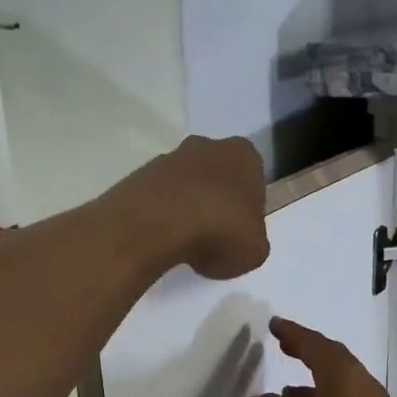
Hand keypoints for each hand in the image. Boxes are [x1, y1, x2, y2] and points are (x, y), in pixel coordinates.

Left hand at [114, 136, 268, 280]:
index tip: (241, 232)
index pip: (254, 180)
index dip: (249, 208)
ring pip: (188, 184)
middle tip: (215, 237)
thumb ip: (253, 240)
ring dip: (189, 207)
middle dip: (217, 201)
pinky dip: (164, 213)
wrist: (156, 224)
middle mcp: (209, 146)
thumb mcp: (255, 250)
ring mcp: (171, 157)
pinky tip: (164, 238)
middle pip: (219, 177)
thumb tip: (241, 240)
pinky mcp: (141, 173)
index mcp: (245, 155)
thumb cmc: (220, 231)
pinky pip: (161, 196)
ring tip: (186, 242)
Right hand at [257, 317, 396, 396]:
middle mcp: (362, 384)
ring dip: (315, 384)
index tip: (274, 324)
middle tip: (285, 346)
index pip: (313, 345)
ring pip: (342, 385)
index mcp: (341, 377)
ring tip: (287, 394)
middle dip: (307, 352)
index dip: (292, 334)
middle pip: (333, 360)